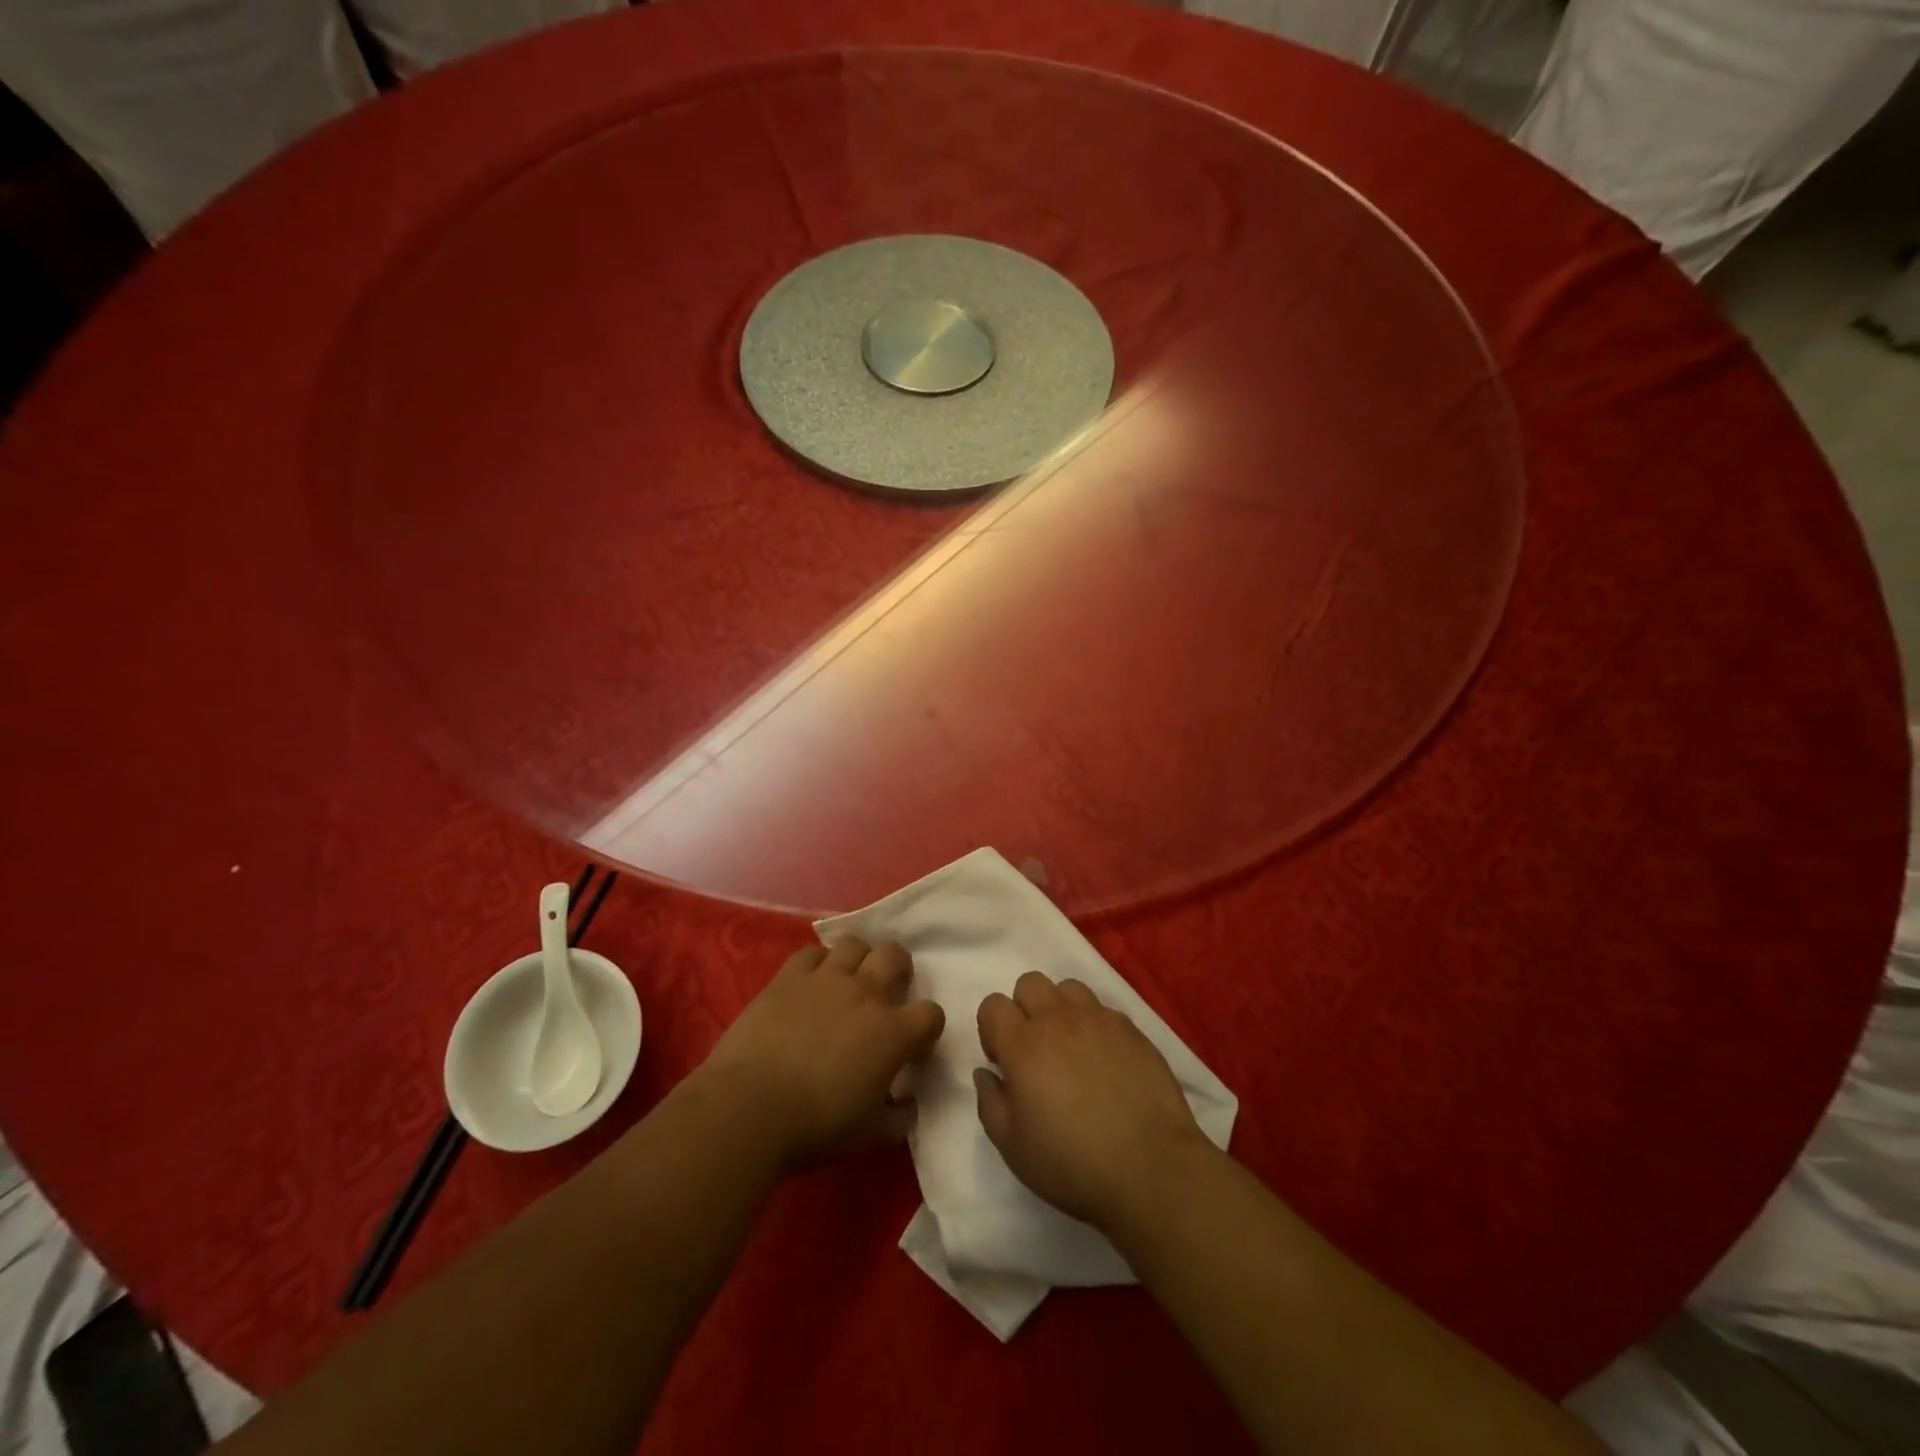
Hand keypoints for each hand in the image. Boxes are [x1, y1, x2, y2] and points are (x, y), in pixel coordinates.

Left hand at [698, 937, 944, 1166]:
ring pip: (854, 944)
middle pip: (896, 955)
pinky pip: (811, 952)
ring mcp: (826, 979)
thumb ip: (898, 1117)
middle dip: (898, 969)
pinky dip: (816, 963)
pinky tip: (810, 983)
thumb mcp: (869, 1135)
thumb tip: (908, 1105)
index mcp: (893, 1034)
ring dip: (858, 959)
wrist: (749, 1109)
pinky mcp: (789, 976)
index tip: (913, 1045)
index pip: (931, 1014)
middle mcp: (866, 994)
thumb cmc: (815, 1127)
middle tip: (886, 991)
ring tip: (848, 980)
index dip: (926, 1027)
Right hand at [975, 971, 1207, 1230]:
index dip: (992, 1029)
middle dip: (1024, 1009)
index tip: (1003, 1061)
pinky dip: (1095, 1025)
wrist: (1149, 1169)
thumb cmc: (1072, 1164)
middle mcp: (1058, 1020)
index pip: (993, 1004)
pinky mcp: (1131, 1029)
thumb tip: (986, 1072)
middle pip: (1029, 983)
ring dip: (1061, 1009)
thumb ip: (990, 1102)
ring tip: (1071, 1047)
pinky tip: (1104, 1061)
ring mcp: (1098, 1019)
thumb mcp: (1012, 1147)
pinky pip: (1103, 1009)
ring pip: (1068, 987)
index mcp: (1023, 1045)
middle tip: (1035, 1050)